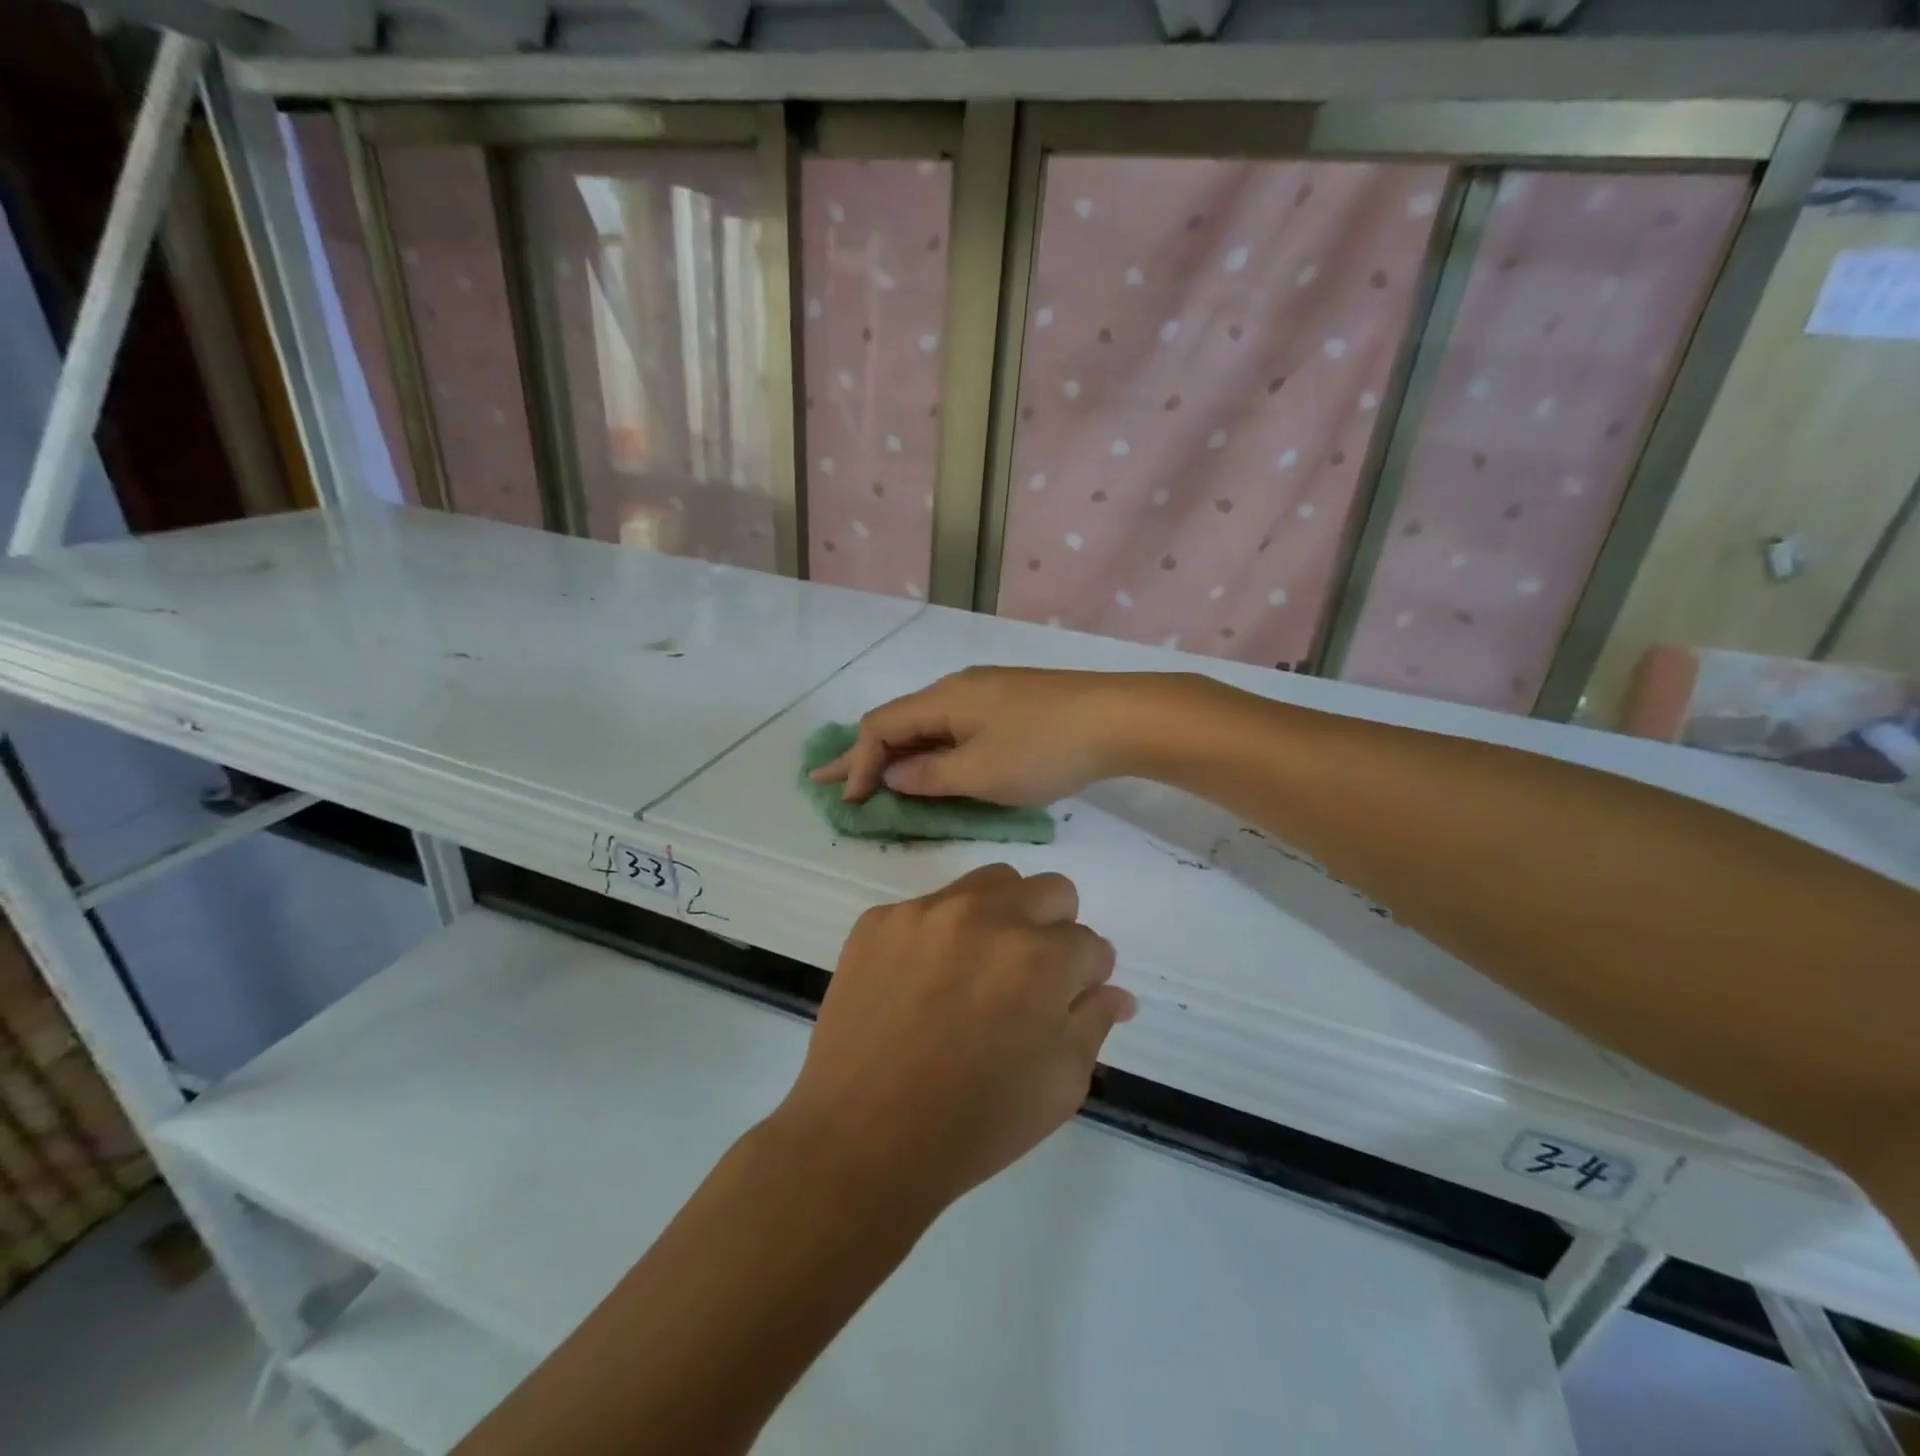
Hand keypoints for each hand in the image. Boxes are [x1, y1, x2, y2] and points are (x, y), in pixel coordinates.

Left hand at [773, 864, 1135, 1214]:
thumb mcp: (1060, 1086)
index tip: (1069, 1001)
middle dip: (1056, 930)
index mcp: (1040, 956)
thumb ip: (1093, 1023)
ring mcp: (926, 911)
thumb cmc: (974, 1124)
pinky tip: (921, 983)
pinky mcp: (879, 920)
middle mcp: (987, 915)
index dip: (1087, 977)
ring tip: (979, 968)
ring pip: (990, 883)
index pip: (1091, 944)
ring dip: (1003, 915)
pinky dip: (940, 936)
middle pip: (1050, 891)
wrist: (860, 1138)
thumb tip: (1114, 992)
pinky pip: (928, 908)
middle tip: (1031, 978)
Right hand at [809, 667, 1156, 804]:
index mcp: (943, 699)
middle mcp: (958, 688)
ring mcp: (988, 693)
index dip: (857, 763)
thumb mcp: (981, 773)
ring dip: (900, 751)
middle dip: (864, 753)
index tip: (849, 800)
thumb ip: (930, 775)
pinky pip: (956, 726)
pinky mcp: (1013, 703)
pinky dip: (933, 748)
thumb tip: (894, 775)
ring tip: (875, 776)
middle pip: (900, 720)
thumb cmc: (1043, 749)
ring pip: (929, 723)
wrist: (1119, 719)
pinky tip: (933, 763)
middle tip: (831, 780)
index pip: (881, 726)